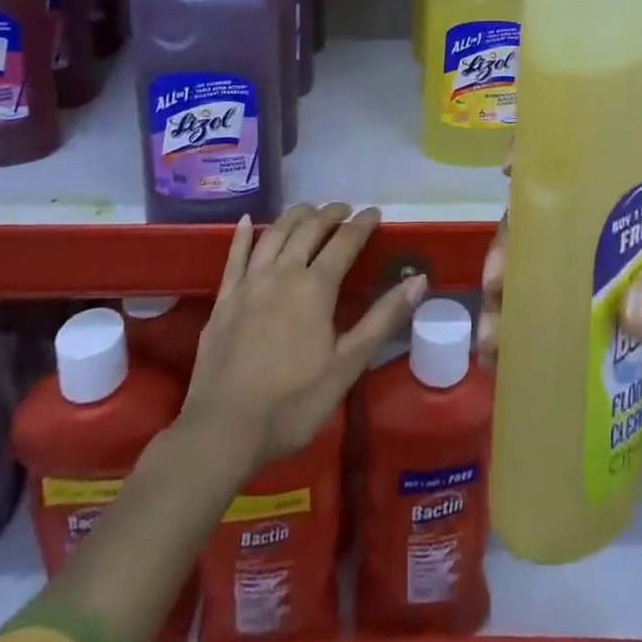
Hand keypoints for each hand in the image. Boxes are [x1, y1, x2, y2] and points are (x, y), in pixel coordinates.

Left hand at [182, 203, 424, 470]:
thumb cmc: (293, 403)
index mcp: (315, 287)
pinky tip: (245, 220)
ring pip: (273, 234)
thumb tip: (419, 280)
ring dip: (294, 216)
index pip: (345, 242)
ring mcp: (249, 283)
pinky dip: (241, 235)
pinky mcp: (223, 300)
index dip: (362, 224)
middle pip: (309, 229)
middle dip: (330, 213)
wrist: (222, 431)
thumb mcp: (347, 365)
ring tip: (308, 209)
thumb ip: (383, 318)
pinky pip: (234, 256)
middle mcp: (283, 273)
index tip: (375, 213)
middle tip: (344, 209)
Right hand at [479, 190, 641, 427]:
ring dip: (510, 300)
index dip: (547, 167)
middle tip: (497, 283)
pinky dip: (524, 337)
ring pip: (543, 277)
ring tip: (491, 339)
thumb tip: (630, 309)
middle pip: (550, 228)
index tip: (509, 174)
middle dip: (514, 249)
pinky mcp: (599, 328)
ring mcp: (603, 283)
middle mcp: (613, 238)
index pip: (588, 173)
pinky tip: (500, 362)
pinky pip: (553, 323)